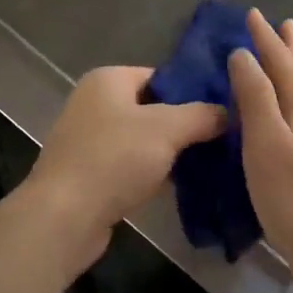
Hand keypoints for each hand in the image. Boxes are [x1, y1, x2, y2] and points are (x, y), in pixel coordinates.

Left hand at [21, 66, 226, 270]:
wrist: (64, 216)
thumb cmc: (114, 159)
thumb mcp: (167, 129)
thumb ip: (202, 115)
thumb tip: (227, 112)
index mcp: (107, 80)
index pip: (160, 76)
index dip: (192, 91)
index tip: (224, 110)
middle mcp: (94, 102)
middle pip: (152, 108)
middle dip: (184, 124)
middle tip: (223, 139)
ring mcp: (89, 139)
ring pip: (142, 139)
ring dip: (170, 152)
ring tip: (210, 163)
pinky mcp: (89, 173)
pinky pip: (130, 165)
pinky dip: (152, 172)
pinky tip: (181, 186)